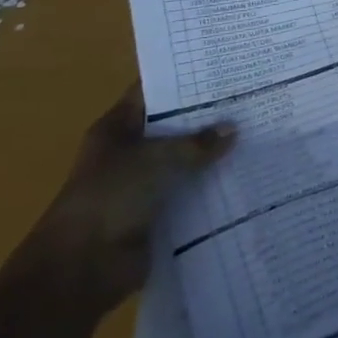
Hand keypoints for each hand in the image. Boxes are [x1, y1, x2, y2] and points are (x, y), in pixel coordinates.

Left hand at [25, 85, 235, 315]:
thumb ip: (197, 143)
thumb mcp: (156, 158)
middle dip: (207, 116)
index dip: (185, 79)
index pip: (154, 92)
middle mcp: (129, 152)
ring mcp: (142, 184)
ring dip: (213, 155)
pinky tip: (245, 174)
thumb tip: (233, 128)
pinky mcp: (157, 214)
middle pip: (173, 126)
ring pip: (185, 161)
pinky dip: (211, 188)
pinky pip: (190, 193)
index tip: (222, 68)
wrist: (81, 270)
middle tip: (250, 98)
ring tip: (257, 133)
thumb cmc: (111, 197)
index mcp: (117, 128)